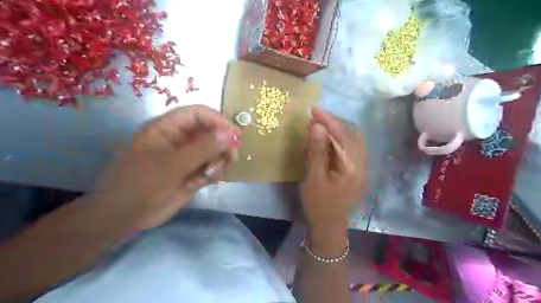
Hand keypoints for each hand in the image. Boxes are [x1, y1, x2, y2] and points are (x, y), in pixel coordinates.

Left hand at [91, 104, 240, 232]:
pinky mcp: (194, 172)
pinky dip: (214, 174)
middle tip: (230, 158)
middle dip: (223, 145)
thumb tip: (230, 133)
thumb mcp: (171, 165)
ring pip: (216, 151)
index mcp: (168, 128)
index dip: (217, 121)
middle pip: (212, 132)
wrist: (126, 217)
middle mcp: (181, 139)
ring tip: (210, 176)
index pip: (198, 114)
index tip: (233, 135)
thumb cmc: (141, 185)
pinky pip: (213, 166)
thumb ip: (202, 148)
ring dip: (219, 162)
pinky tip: (201, 183)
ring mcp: (189, 156)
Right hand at [302, 108, 365, 252]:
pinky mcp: (353, 171)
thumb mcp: (315, 177)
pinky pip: (346, 150)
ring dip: (334, 132)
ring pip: (349, 141)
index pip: (342, 135)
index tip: (314, 110)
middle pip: (350, 135)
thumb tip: (317, 126)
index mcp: (353, 165)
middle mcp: (361, 163)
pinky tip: (323, 145)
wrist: (329, 228)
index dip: (328, 121)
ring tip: (317, 130)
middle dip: (332, 124)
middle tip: (315, 120)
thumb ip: (317, 151)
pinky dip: (335, 143)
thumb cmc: (320, 204)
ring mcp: (359, 167)